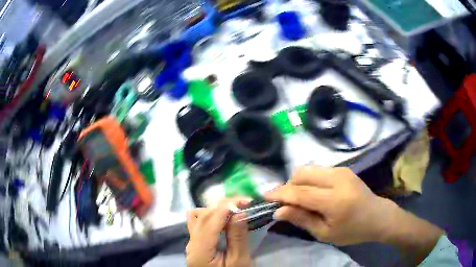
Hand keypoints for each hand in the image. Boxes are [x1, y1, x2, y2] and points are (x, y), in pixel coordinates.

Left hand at [186, 198, 251, 266]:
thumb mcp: (239, 262)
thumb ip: (237, 238)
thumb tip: (239, 212)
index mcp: (199, 251)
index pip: (209, 220)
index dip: (226, 206)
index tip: (245, 200)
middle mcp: (190, 243)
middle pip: (201, 215)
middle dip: (223, 205)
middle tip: (244, 204)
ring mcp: (191, 242)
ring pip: (198, 216)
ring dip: (216, 209)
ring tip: (234, 211)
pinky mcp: (196, 242)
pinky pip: (200, 223)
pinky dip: (213, 216)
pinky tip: (225, 220)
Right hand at [264, 166, 405, 244]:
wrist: (378, 216)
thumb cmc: (353, 231)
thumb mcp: (325, 234)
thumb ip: (302, 219)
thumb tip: (278, 211)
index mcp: (335, 200)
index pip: (300, 192)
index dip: (279, 193)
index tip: (263, 196)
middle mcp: (338, 179)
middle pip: (302, 173)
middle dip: (288, 186)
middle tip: (287, 203)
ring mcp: (342, 170)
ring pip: (308, 169)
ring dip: (298, 182)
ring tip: (300, 199)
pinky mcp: (343, 168)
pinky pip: (318, 170)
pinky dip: (309, 180)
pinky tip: (314, 193)